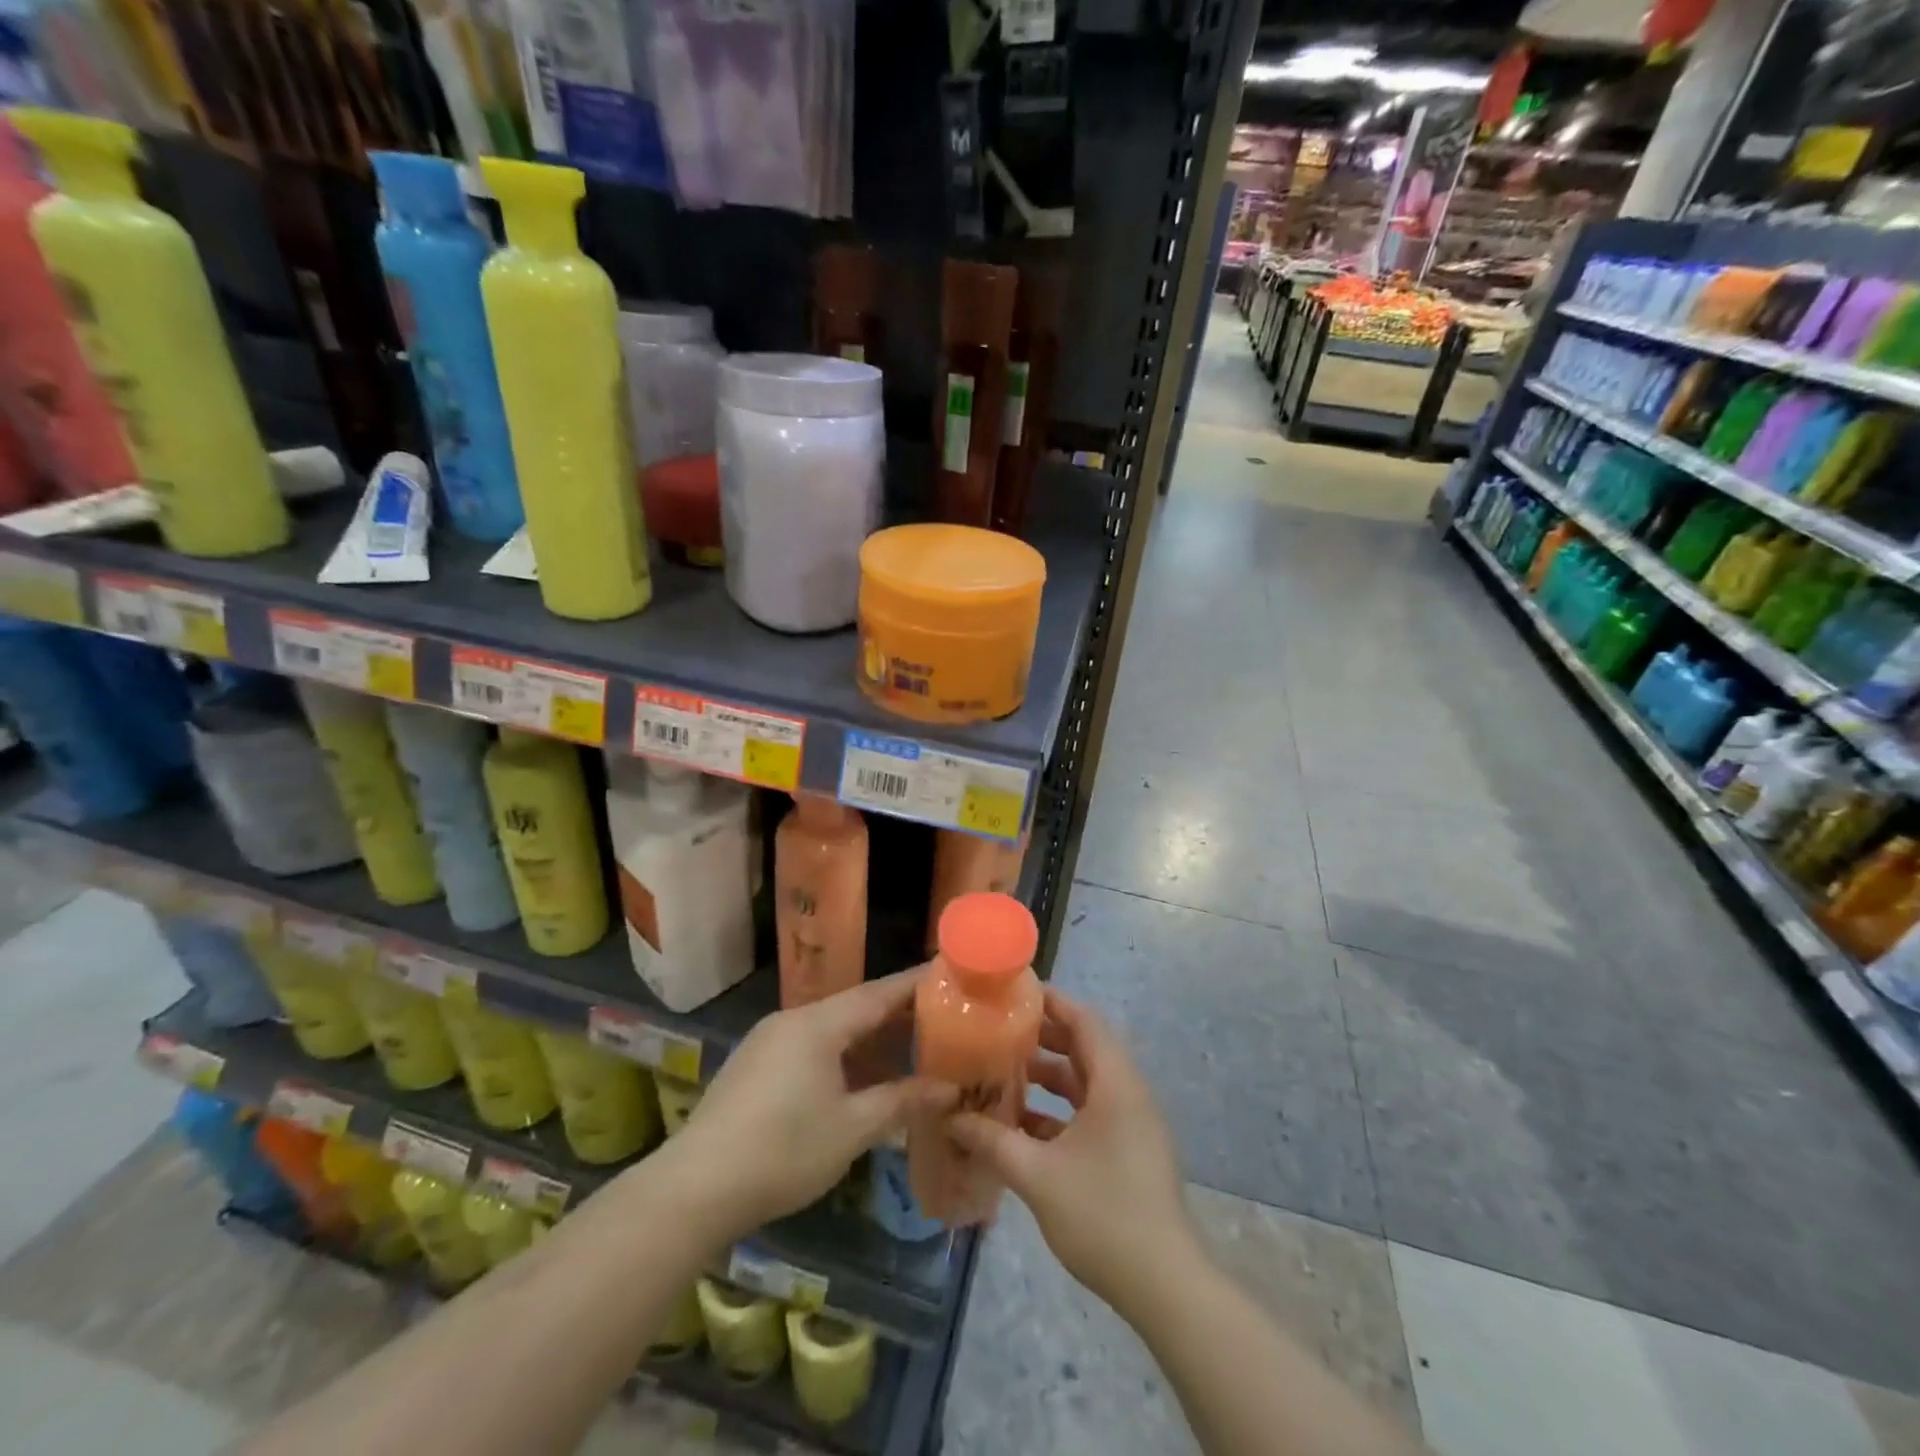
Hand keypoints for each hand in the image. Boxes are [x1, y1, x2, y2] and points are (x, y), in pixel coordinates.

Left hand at [658, 970, 954, 1239]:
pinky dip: (840, 1054)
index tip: (946, 971)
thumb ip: (902, 1101)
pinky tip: (856, 1080)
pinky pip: (808, 1047)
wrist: (695, 1189)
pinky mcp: (753, 1067)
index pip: (877, 993)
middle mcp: (792, 1021)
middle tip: (937, 1016)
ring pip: (830, 1029)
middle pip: (853, 1008)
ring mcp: (767, 1042)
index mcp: (818, 1025)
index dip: (914, 984)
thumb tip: (948, 1088)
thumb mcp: (852, 1129)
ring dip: (867, 1039)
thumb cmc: (784, 1152)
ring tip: (905, 1050)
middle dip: (895, 1014)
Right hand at [948, 989, 1194, 1313]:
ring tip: (1003, 1074)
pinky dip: (1060, 1111)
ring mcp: (1131, 1124)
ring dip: (1048, 1078)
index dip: (1051, 1002)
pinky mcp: (1129, 1151)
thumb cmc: (1103, 1214)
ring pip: (1086, 1083)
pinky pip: (1091, 1113)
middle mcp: (1127, 1093)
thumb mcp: (1037, 1175)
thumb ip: (993, 1141)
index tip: (1013, 994)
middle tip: (999, 1032)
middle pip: (1084, 1048)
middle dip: (1042, 1038)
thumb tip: (951, 1119)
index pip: (1084, 1020)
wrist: (1166, 1286)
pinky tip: (1022, 1127)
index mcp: (1115, 1083)